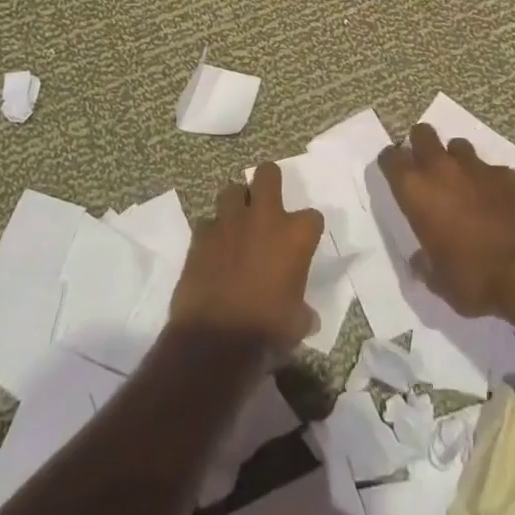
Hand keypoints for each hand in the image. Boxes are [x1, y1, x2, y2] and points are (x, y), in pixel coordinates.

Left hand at [171, 162, 324, 349]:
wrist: (215, 341)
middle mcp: (264, 218)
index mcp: (294, 236)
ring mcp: (229, 222)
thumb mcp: (295, 325)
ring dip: (237, 204)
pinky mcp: (201, 235)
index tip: (303, 243)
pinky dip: (212, 233)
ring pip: (232, 191)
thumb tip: (307, 317)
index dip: (309, 229)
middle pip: (268, 173)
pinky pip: (208, 222)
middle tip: (267, 203)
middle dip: (269, 182)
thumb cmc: (266, 331)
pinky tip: (214, 250)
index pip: (313, 217)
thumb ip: (303, 311)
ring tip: (238, 224)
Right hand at [378, 123, 514, 317]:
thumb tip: (420, 261)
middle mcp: (441, 168)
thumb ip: (425, 265)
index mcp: (416, 190)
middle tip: (425, 167)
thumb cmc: (474, 277)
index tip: (393, 171)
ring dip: (454, 159)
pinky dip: (487, 179)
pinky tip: (495, 200)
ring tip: (461, 181)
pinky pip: (489, 168)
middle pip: (422, 134)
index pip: (390, 158)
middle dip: (420, 144)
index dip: (390, 162)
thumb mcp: (439, 282)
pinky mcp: (507, 173)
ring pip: (457, 145)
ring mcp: (476, 166)